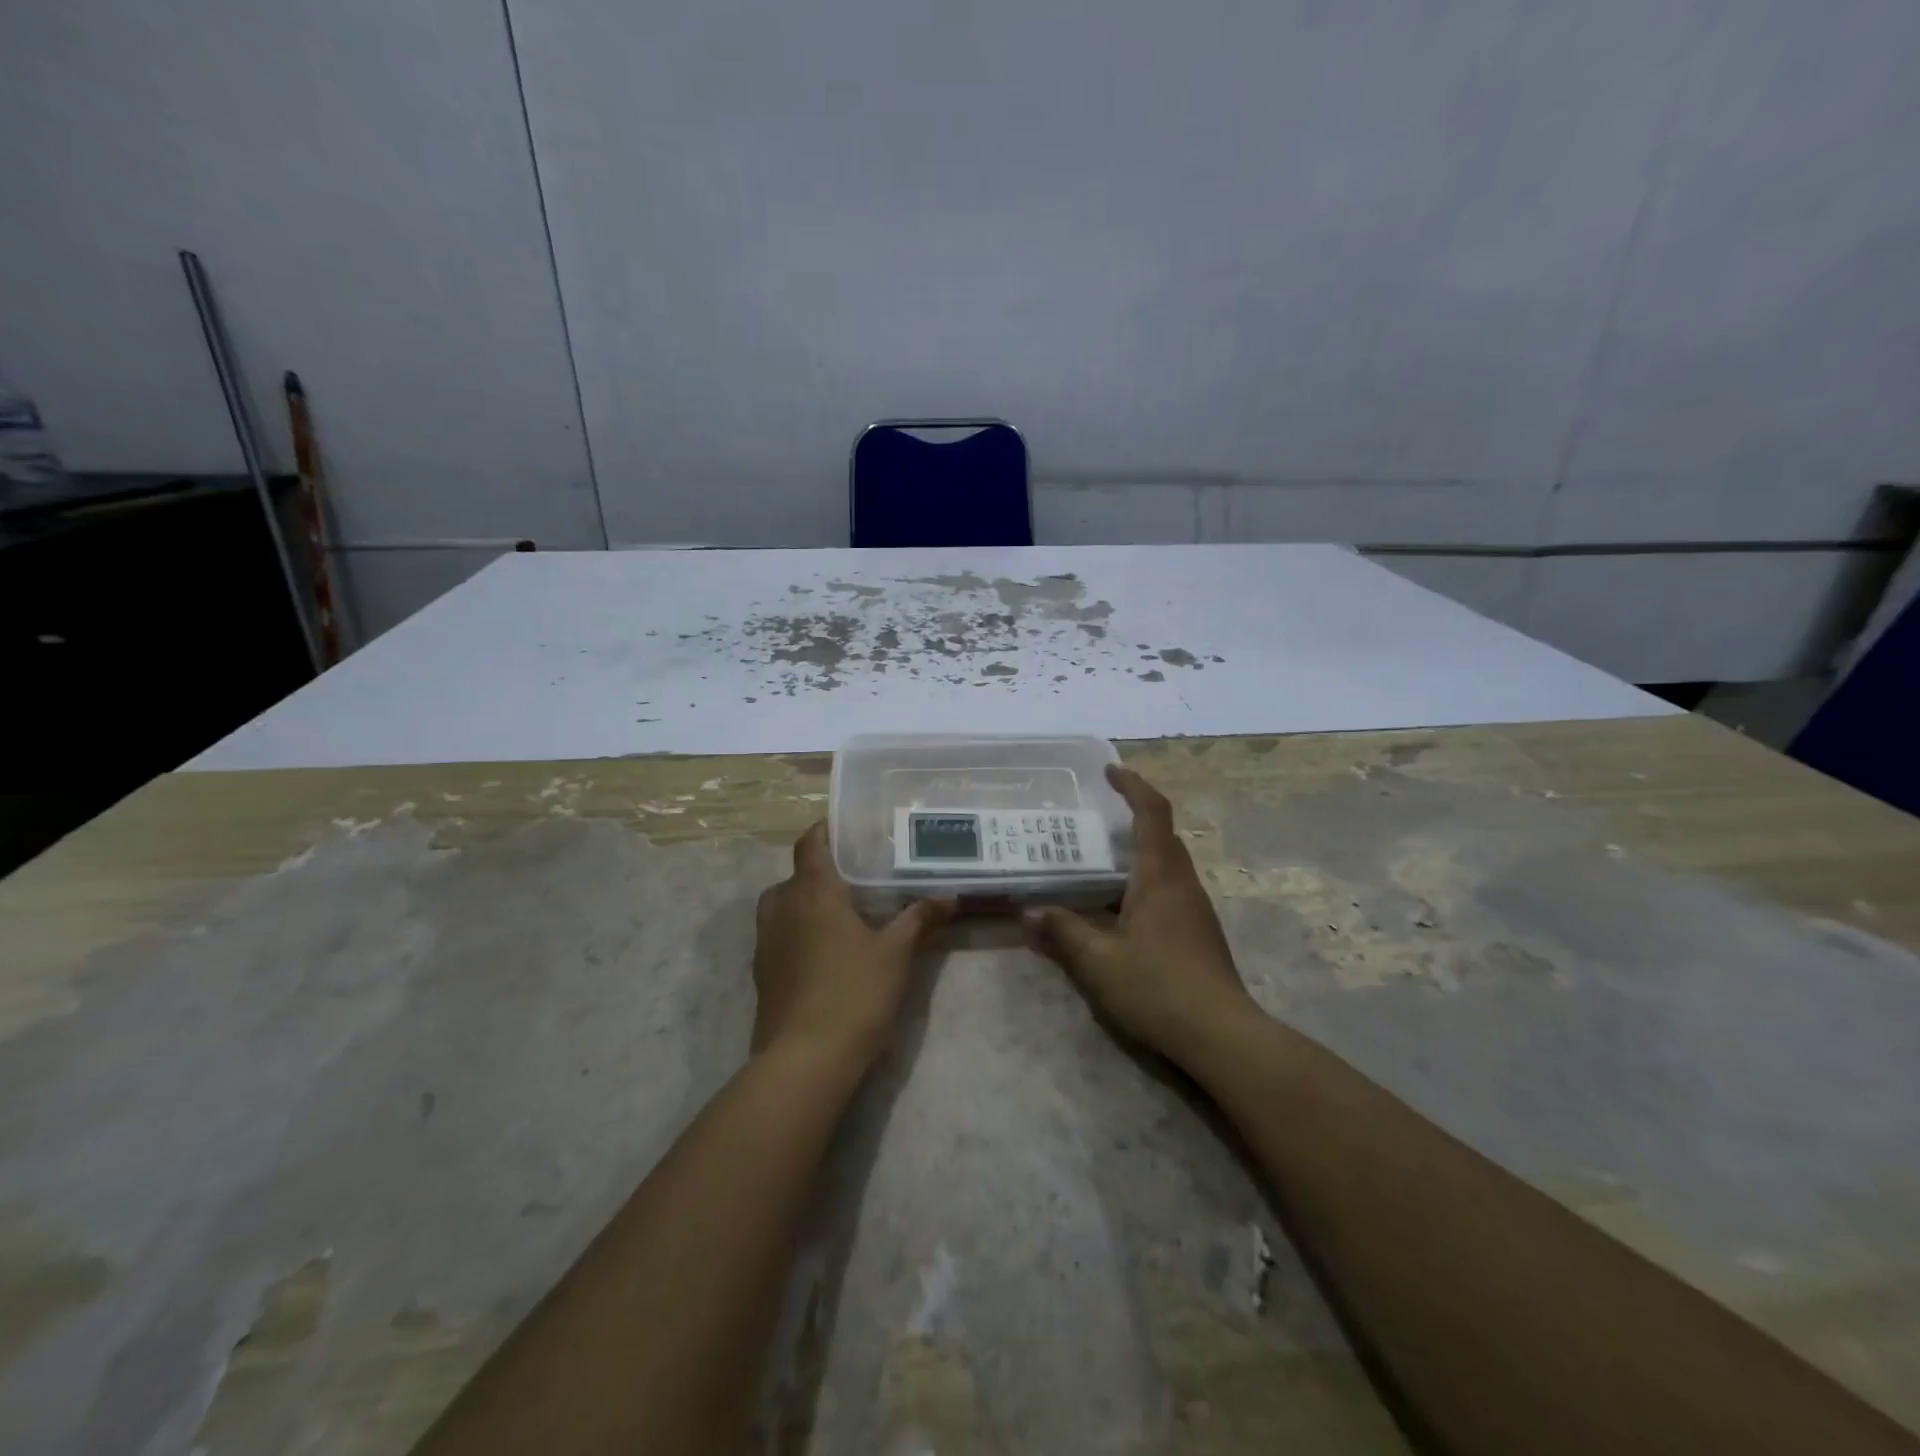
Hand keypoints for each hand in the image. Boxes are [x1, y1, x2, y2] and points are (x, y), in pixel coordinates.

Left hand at [753, 822, 955, 1071]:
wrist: (803, 1061)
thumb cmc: (853, 994)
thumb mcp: (896, 954)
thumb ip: (920, 918)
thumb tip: (950, 896)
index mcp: (812, 890)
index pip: (811, 840)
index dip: (827, 829)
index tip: (852, 830)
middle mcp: (781, 905)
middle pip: (799, 873)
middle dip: (826, 871)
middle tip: (861, 877)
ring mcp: (766, 939)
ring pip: (786, 904)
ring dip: (810, 902)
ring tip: (847, 913)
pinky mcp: (762, 970)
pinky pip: (781, 933)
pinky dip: (801, 930)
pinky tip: (829, 950)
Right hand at [1025, 764, 1258, 1066]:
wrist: (1222, 1035)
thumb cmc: (1158, 987)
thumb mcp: (1098, 962)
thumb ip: (1063, 932)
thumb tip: (1029, 912)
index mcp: (1160, 876)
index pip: (1152, 813)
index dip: (1132, 786)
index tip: (1110, 771)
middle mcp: (1183, 883)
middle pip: (1162, 834)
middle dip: (1133, 817)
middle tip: (1093, 819)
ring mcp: (1195, 908)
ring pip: (1166, 864)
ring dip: (1137, 852)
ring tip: (1098, 862)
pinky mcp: (1199, 932)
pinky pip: (1169, 888)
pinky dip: (1143, 881)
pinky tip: (1118, 908)